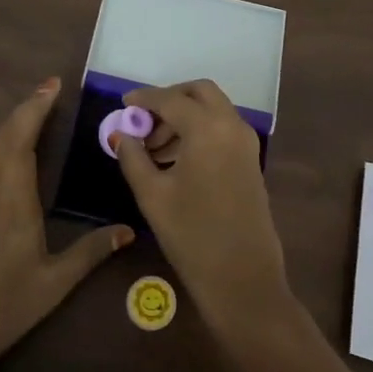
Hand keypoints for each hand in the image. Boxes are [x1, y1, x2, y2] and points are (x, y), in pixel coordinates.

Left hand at [0, 78, 132, 371]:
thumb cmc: (2, 309)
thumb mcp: (54, 284)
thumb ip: (90, 252)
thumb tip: (128, 230)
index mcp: (12, 199)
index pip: (22, 138)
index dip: (36, 107)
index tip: (53, 85)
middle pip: (3, 135)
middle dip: (26, 108)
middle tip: (50, 91)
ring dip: (11, 126)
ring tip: (35, 115)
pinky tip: (10, 156)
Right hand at [114, 80, 296, 344]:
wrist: (243, 279)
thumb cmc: (192, 236)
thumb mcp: (152, 195)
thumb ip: (133, 157)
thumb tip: (120, 134)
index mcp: (207, 128)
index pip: (170, 99)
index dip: (144, 99)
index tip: (123, 104)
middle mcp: (232, 126)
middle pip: (200, 92)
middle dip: (170, 99)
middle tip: (144, 121)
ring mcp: (247, 143)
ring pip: (214, 109)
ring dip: (185, 115)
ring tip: (154, 148)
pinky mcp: (251, 161)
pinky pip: (223, 128)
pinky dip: (200, 129)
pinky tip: (177, 159)